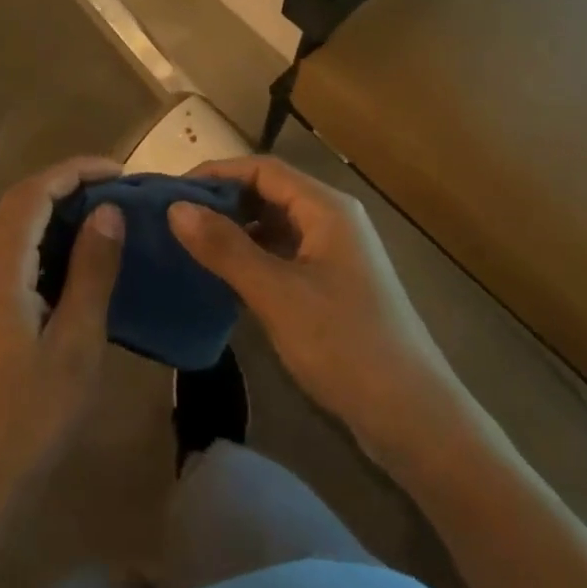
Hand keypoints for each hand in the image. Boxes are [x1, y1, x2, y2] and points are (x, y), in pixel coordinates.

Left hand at [0, 156, 125, 512]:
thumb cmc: (32, 417)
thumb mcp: (76, 343)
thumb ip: (91, 271)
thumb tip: (108, 213)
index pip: (31, 194)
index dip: (74, 172)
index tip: (119, 173)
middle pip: (17, 205)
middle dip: (66, 186)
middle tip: (117, 191)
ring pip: (12, 229)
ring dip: (54, 212)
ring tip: (103, 217)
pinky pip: (10, 255)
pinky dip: (43, 241)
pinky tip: (75, 260)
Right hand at [169, 157, 450, 444]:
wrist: (414, 418)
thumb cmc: (345, 344)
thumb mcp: (277, 294)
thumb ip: (225, 248)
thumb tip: (175, 207)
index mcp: (326, 208)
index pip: (262, 169)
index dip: (216, 174)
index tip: (172, 192)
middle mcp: (333, 220)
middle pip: (270, 192)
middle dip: (223, 201)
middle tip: (174, 220)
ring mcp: (336, 254)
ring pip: (276, 225)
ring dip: (236, 230)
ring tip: (191, 245)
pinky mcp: (334, 285)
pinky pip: (285, 254)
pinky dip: (254, 256)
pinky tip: (226, 277)